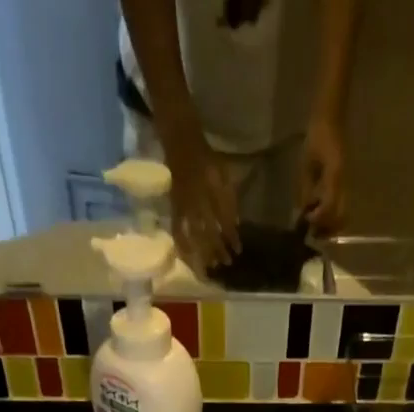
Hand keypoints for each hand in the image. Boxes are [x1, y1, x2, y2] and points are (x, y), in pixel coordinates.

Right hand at [164, 137, 240, 271]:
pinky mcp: (174, 209)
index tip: (239, 250)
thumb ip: (230, 199)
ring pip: (194, 235)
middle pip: (210, 232)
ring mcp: (185, 206)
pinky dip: (183, 246)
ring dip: (203, 252)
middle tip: (226, 263)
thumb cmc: (207, 159)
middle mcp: (198, 201)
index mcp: (213, 191)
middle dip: (219, 249)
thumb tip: (236, 225)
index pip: (225, 220)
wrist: (182, 144)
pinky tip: (188, 259)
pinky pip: (177, 231)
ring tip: (210, 266)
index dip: (232, 236)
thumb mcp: (225, 174)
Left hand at [299, 117, 345, 233]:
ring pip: (342, 216)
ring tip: (315, 225)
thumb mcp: (306, 164)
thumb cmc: (316, 137)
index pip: (329, 208)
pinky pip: (340, 207)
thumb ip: (305, 189)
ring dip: (329, 225)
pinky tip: (319, 213)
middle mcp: (343, 184)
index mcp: (334, 176)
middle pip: (340, 218)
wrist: (330, 120)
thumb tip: (303, 212)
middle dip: (326, 229)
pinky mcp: (343, 185)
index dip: (318, 219)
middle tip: (312, 230)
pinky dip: (331, 216)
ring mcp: (345, 185)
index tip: (307, 219)